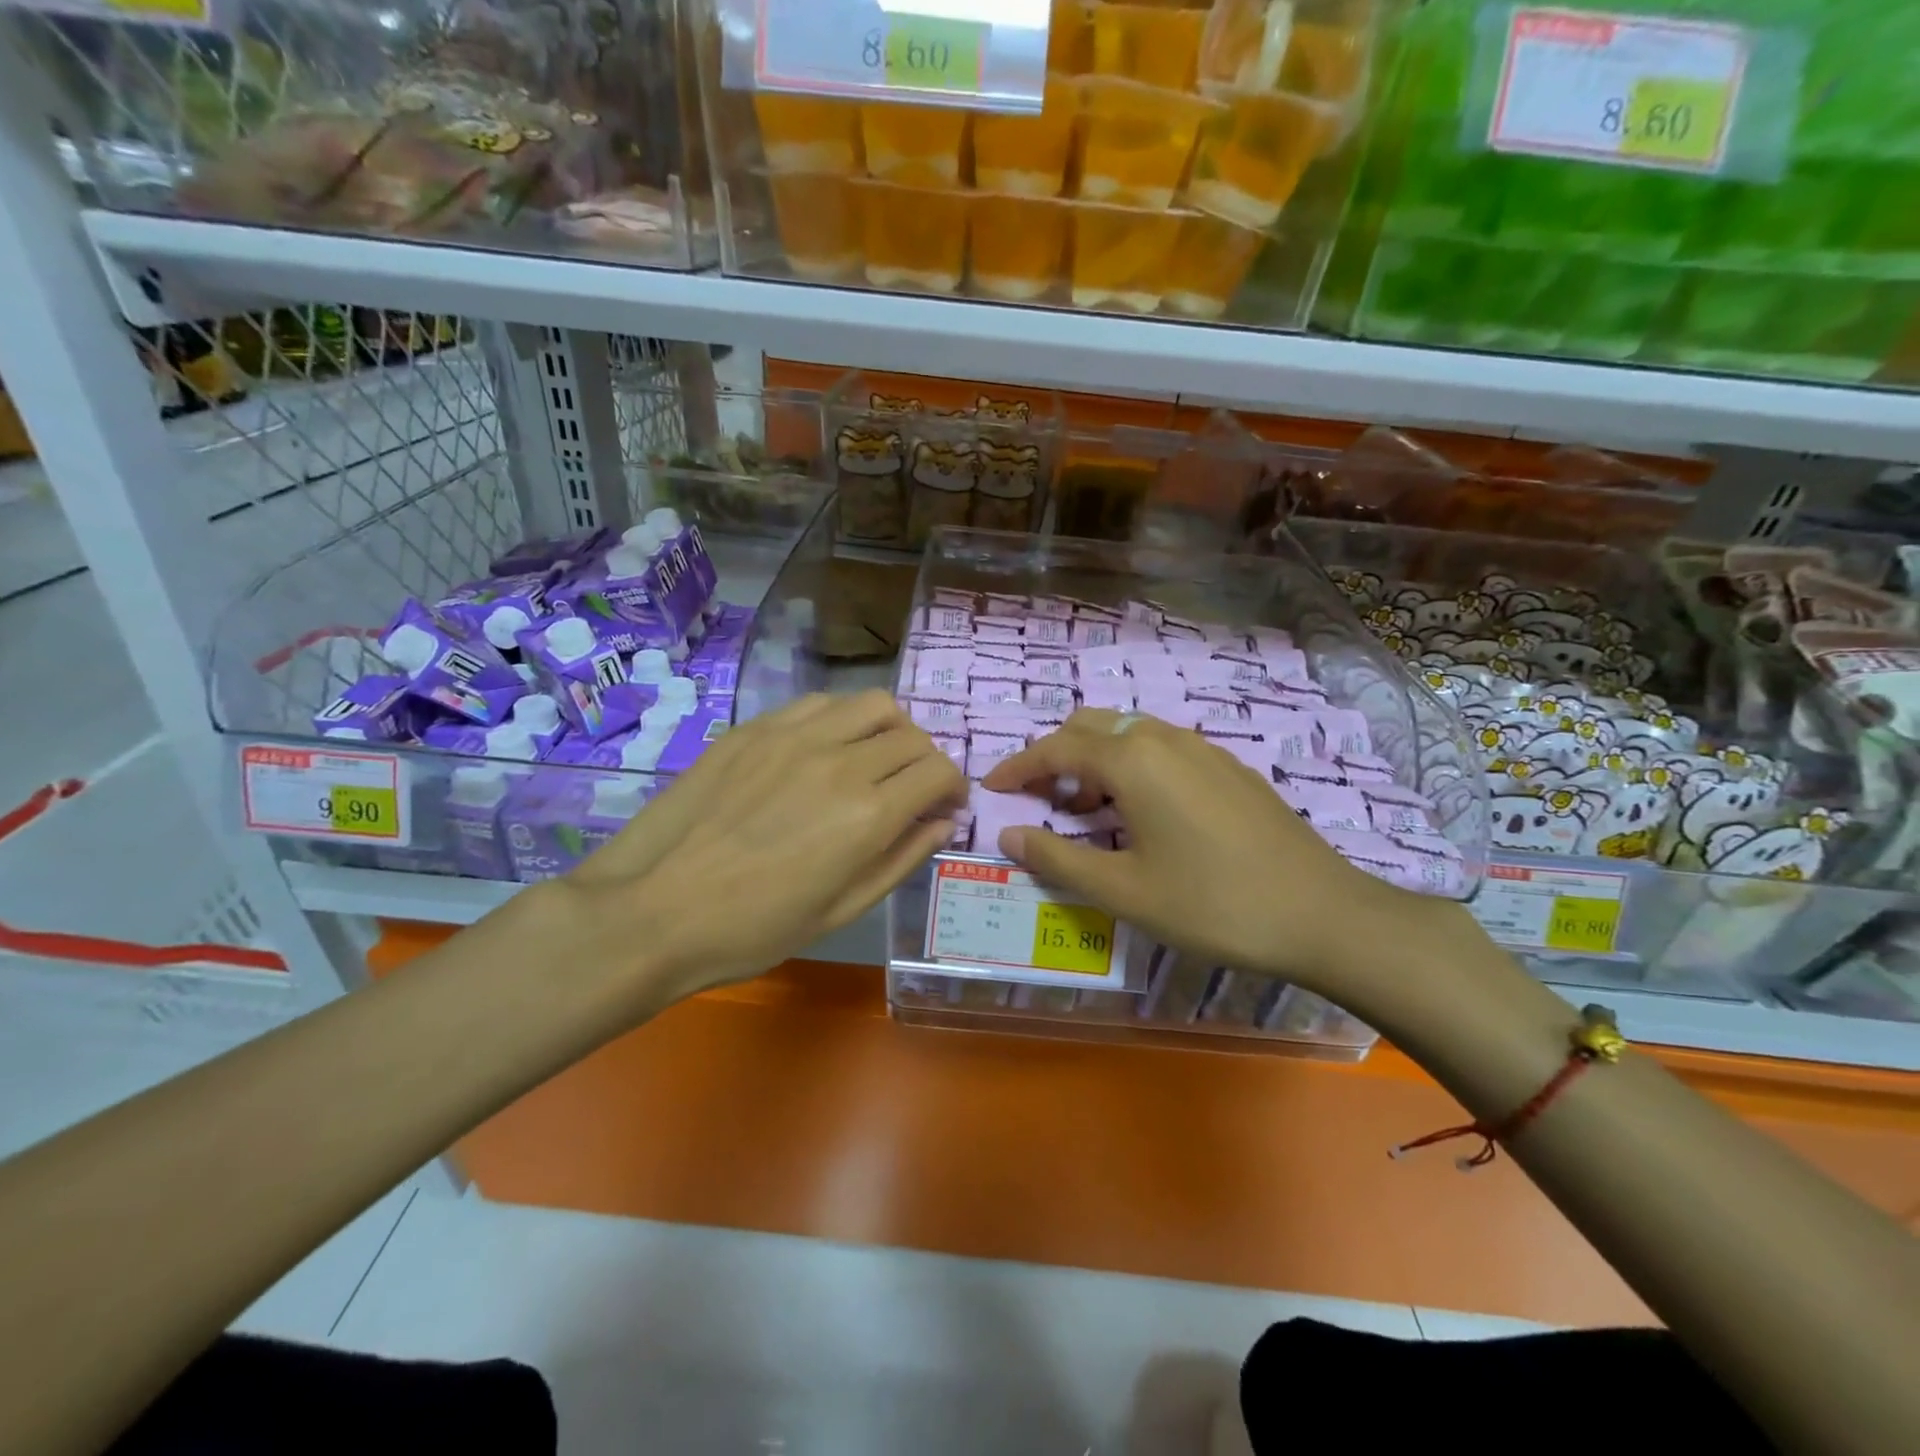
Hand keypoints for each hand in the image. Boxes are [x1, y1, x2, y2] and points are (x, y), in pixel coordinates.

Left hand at [560, 690, 964, 1002]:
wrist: (654, 910)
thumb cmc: (754, 929)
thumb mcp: (842, 910)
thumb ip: (901, 859)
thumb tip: (942, 823)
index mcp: (869, 814)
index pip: (939, 772)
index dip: (953, 788)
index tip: (945, 807)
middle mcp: (841, 761)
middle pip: (912, 737)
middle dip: (927, 763)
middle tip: (912, 791)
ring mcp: (794, 736)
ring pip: (872, 705)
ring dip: (890, 730)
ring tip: (875, 759)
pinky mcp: (755, 729)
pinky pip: (820, 705)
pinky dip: (842, 720)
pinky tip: (825, 749)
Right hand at [981, 709, 1448, 1003]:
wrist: (1322, 914)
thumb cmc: (1212, 904)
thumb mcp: (1124, 891)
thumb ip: (1058, 859)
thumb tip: (1009, 836)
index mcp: (1131, 761)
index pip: (1055, 749)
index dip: (1018, 768)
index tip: (991, 789)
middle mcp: (1163, 739)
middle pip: (1090, 728)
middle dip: (1054, 757)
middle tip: (1038, 801)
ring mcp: (1202, 749)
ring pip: (1128, 734)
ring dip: (1094, 762)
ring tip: (1086, 813)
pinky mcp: (1228, 767)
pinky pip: (1161, 749)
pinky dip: (1131, 767)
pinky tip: (1142, 815)